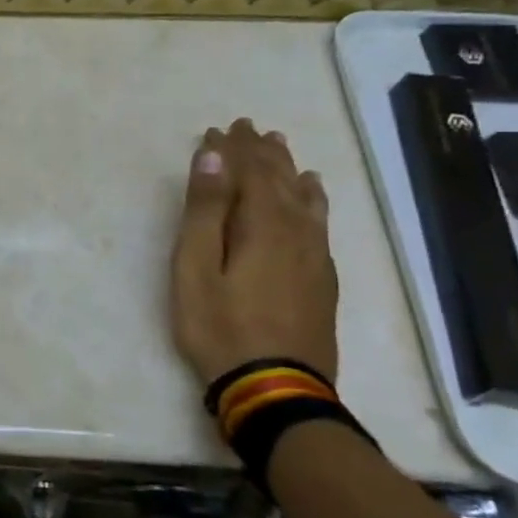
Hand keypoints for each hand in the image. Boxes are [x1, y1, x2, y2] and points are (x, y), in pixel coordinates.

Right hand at [169, 118, 338, 387]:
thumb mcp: (195, 267)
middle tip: (245, 127)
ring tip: (278, 146)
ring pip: (303, 198)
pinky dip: (312, 198)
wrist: (275, 389)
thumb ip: (205, 210)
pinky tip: (312, 192)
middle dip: (259, 152)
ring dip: (286, 169)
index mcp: (262, 224)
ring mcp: (314, 255)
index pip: (248, 172)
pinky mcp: (321, 277)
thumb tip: (214, 156)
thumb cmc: (219, 326)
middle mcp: (296, 231)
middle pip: (278, 179)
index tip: (216, 129)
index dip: (232, 149)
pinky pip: (319, 221)